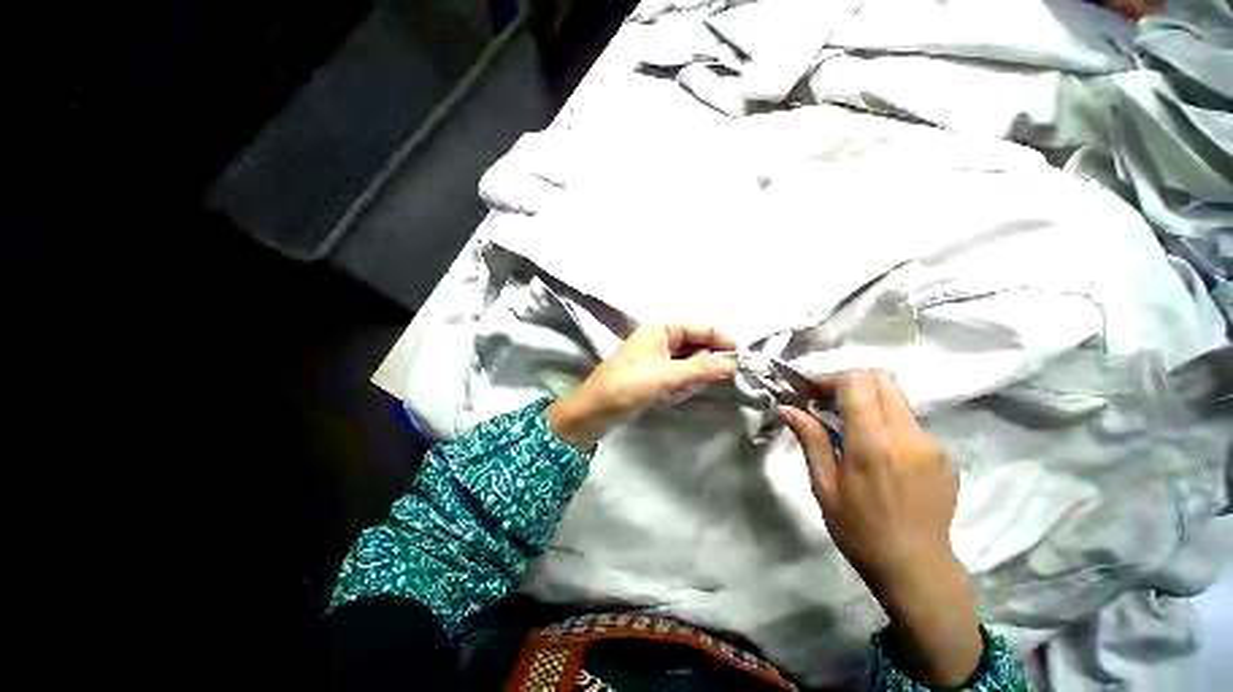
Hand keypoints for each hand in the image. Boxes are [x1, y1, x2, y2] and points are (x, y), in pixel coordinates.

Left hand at [546, 323, 737, 449]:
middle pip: (700, 343)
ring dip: (696, 375)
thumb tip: (737, 363)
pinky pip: (681, 373)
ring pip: (692, 360)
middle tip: (723, 380)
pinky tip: (676, 393)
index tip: (747, 362)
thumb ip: (704, 368)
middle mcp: (663, 336)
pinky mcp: (656, 372)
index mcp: (663, 327)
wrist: (594, 410)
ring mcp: (659, 354)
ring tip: (686, 389)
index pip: (705, 327)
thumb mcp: (668, 376)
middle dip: (710, 361)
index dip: (726, 342)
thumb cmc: (628, 385)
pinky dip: (685, 382)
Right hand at [782, 369, 981, 685]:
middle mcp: (909, 436)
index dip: (829, 378)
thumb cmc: (860, 531)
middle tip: (827, 401)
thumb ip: (811, 440)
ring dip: (868, 400)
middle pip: (881, 378)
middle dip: (849, 381)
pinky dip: (886, 421)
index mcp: (873, 444)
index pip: (857, 382)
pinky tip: (876, 450)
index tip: (810, 392)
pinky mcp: (945, 455)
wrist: (917, 569)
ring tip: (848, 425)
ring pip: (897, 398)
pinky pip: (910, 421)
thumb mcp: (824, 486)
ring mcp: (933, 444)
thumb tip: (788, 408)